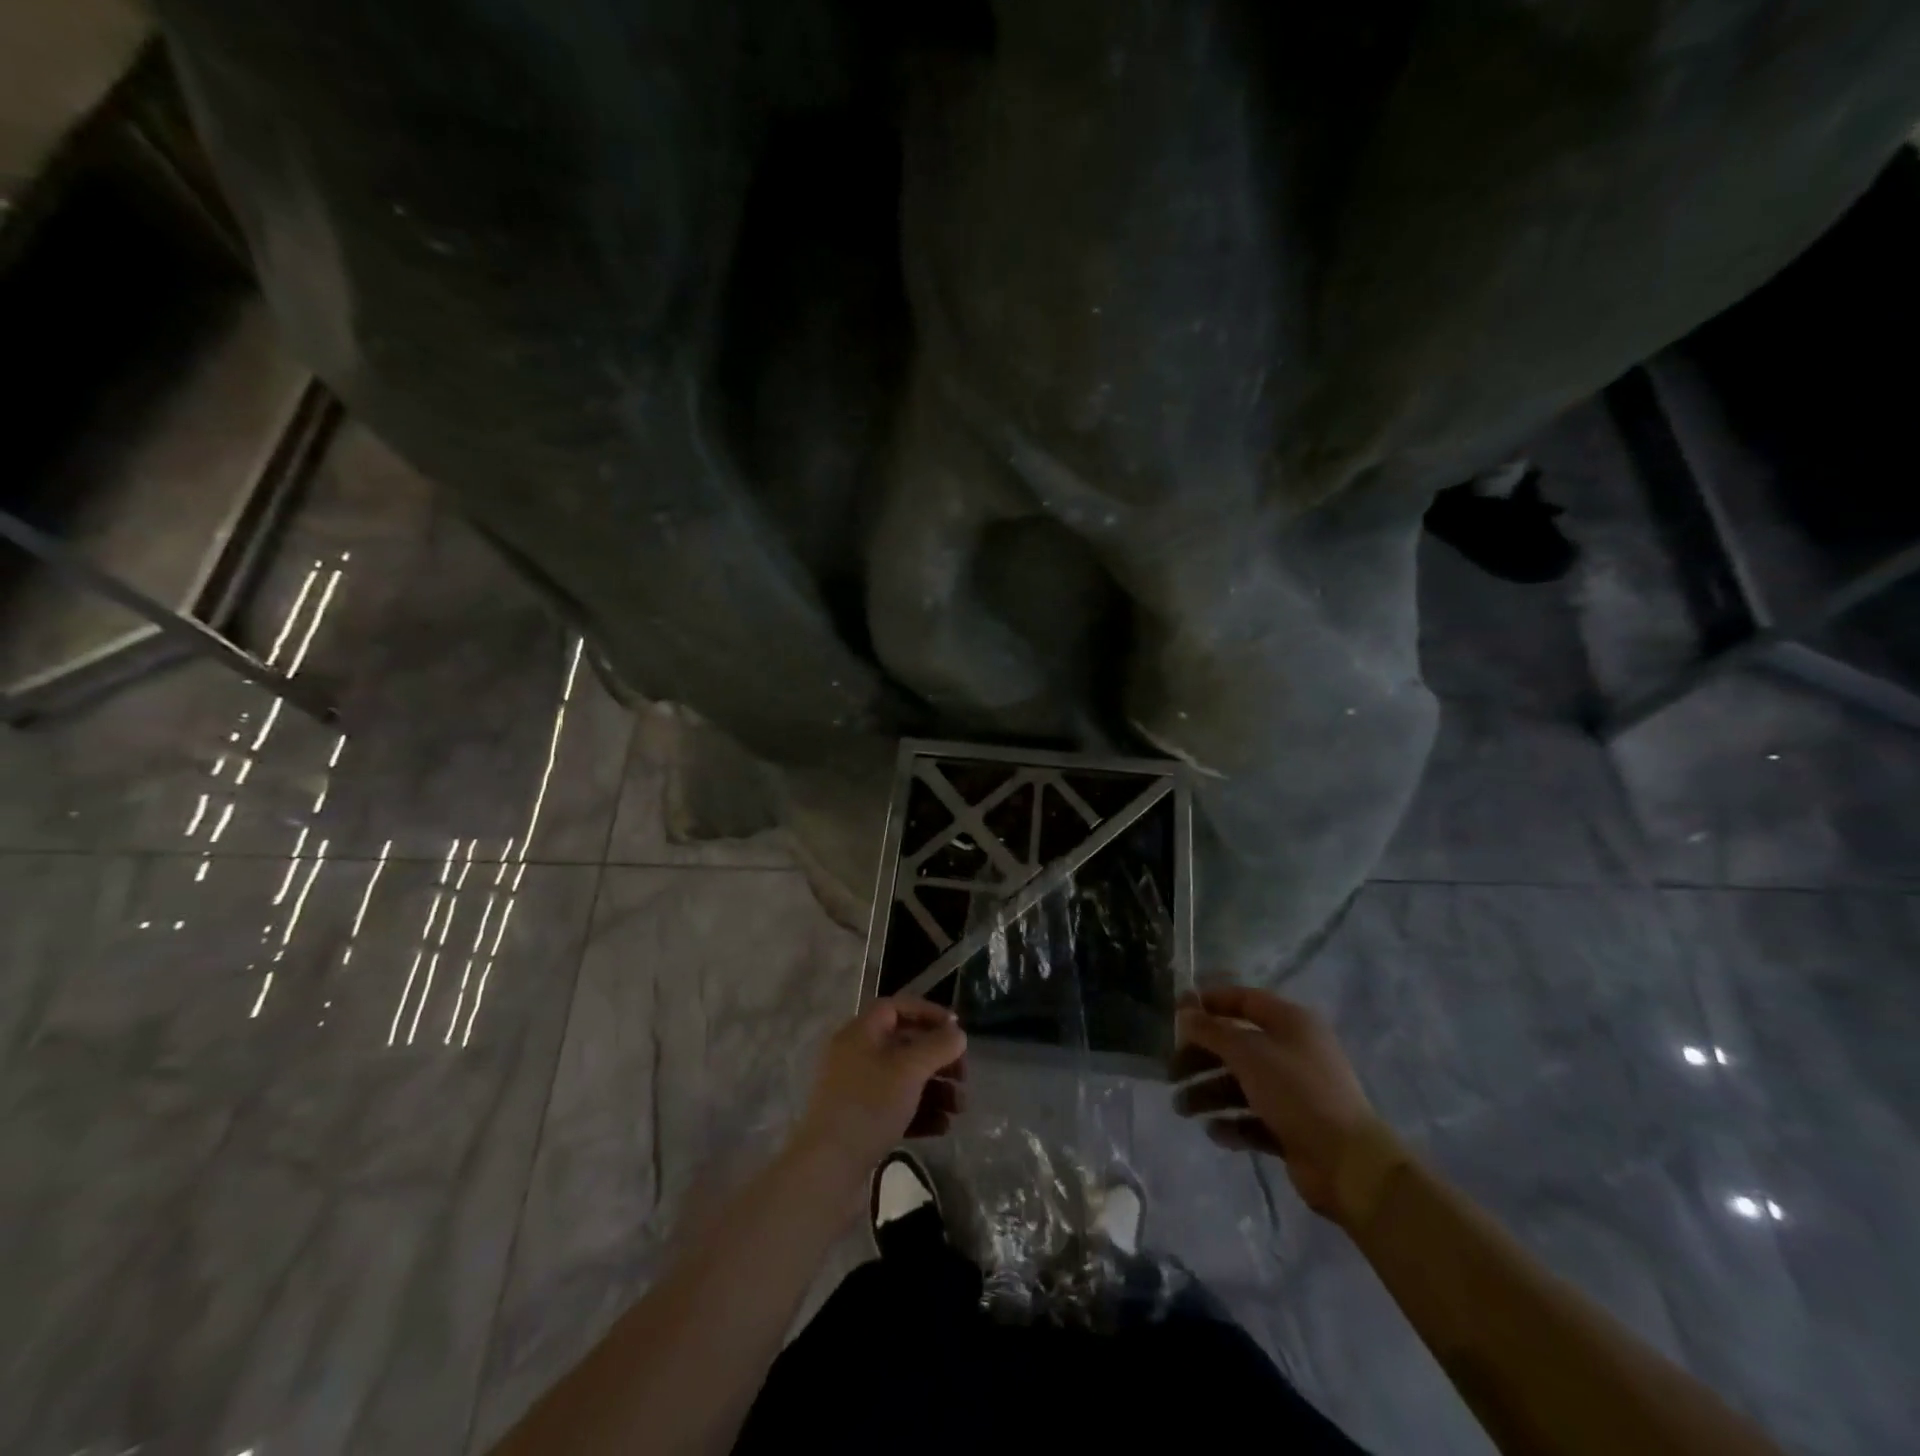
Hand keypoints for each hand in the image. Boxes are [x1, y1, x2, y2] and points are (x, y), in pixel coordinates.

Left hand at [790, 997, 967, 1185]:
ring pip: (904, 1079)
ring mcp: (857, 1091)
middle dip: (938, 1059)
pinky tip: (942, 1127)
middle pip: (905, 1045)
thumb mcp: (909, 1070)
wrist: (829, 1170)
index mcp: (860, 1033)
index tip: (957, 1029)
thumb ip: (937, 1046)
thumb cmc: (869, 1105)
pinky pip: (896, 1107)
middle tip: (963, 1076)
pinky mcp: (861, 1122)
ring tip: (959, 1109)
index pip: (896, 1007)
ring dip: (935, 1089)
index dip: (928, 1013)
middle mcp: (856, 1056)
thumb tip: (958, 1033)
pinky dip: (920, 1112)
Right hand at [1173, 986, 1375, 1220]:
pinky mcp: (1293, 1127)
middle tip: (1171, 1072)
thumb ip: (1211, 1030)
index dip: (1209, 1003)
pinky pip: (1254, 1118)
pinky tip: (1214, 1132)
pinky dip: (1232, 1122)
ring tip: (1182, 1109)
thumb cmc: (1296, 1092)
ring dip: (1209, 1093)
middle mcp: (1293, 1051)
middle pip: (1237, 1045)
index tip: (1176, 1014)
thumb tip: (1184, 1009)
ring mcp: (1294, 1091)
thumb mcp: (1247, 1053)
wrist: (1348, 1164)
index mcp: (1290, 1022)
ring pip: (1241, 1083)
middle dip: (1202, 1057)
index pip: (1243, 1000)